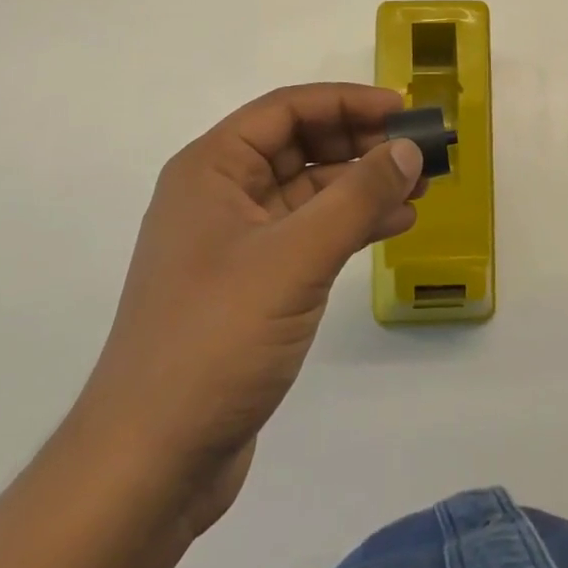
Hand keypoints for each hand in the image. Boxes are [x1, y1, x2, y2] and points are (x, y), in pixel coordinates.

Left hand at [75, 84, 423, 536]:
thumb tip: (408, 148)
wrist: (149, 466)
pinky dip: (349, 223)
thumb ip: (357, 196)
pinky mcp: (251, 284)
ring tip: (418, 188)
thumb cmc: (216, 339)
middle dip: (359, 142)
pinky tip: (393, 224)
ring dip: (361, 184)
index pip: (287, 109)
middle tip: (418, 150)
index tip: (402, 108)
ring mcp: (234, 242)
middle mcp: (220, 194)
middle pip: (299, 144)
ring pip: (308, 189)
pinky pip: (308, 232)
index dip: (347, 101)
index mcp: (212, 168)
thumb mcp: (295, 257)